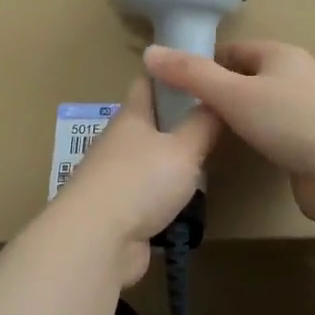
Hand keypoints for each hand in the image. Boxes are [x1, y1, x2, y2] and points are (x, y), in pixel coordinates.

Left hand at [51, 74, 222, 285]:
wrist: (97, 240)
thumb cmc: (141, 181)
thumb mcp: (184, 148)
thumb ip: (203, 124)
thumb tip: (216, 98)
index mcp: (131, 117)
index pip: (149, 83)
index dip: (172, 74)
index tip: (201, 73)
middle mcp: (119, 143)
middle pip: (150, 124)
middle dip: (179, 123)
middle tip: (217, 125)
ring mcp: (115, 179)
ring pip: (150, 162)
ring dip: (174, 164)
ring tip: (209, 165)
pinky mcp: (118, 212)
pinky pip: (148, 196)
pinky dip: (167, 198)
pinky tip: (189, 203)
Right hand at [142, 40, 314, 226]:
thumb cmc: (289, 121)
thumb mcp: (232, 94)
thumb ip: (190, 75)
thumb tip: (149, 52)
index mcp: (281, 55)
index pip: (234, 50)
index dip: (205, 65)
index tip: (179, 87)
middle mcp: (299, 75)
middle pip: (249, 77)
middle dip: (222, 93)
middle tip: (190, 115)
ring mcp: (312, 109)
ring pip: (264, 106)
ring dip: (241, 117)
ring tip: (212, 135)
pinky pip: (279, 132)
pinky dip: (260, 138)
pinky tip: (247, 153)